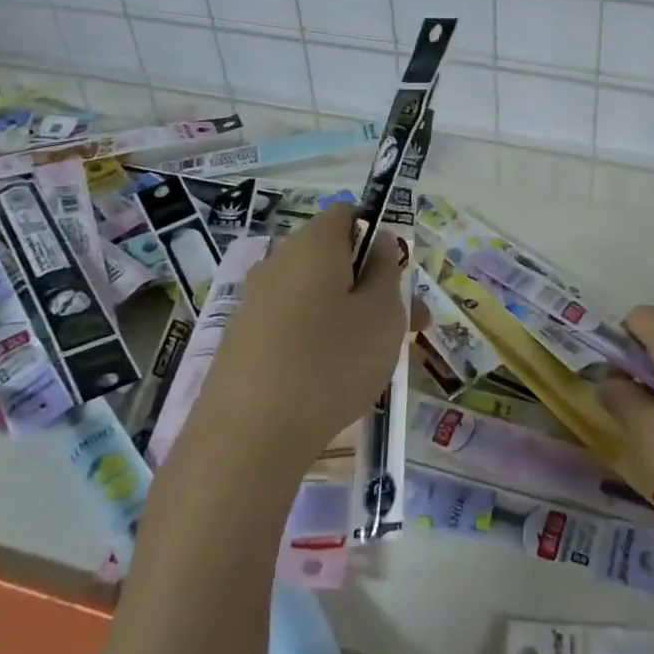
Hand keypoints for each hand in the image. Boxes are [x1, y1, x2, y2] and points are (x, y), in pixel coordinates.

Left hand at [172, 205, 408, 484]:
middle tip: (410, 326)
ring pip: (318, 297)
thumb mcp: (383, 314)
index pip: (348, 214)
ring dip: (353, 317)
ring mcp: (255, 304)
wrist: (246, 440)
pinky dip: (322, 340)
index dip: (379, 234)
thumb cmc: (330, 363)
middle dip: (375, 285)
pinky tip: (338, 379)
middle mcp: (278, 264)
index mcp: (313, 245)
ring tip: (382, 361)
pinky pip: (295, 326)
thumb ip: (387, 270)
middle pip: (335, 259)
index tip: (400, 274)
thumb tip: (380, 242)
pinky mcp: (242, 343)